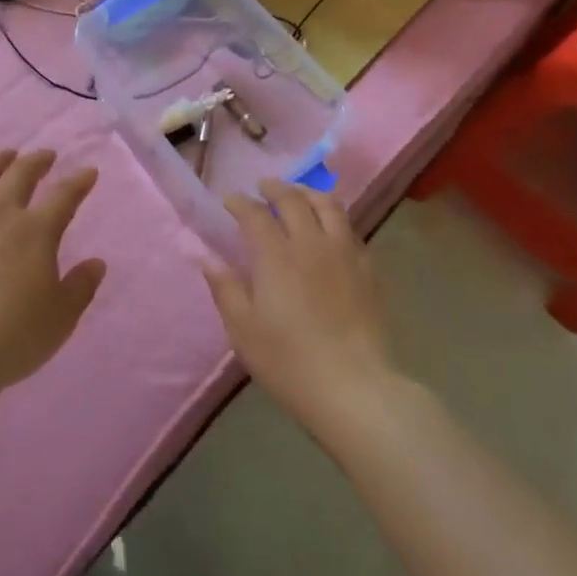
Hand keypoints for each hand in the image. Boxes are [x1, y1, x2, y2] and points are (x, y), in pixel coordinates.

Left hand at [0, 150, 106, 396]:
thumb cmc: (13, 336)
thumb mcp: (61, 318)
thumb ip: (81, 287)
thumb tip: (96, 263)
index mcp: (36, 232)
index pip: (64, 196)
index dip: (79, 181)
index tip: (88, 171)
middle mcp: (0, 215)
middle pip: (20, 174)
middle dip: (37, 160)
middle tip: (46, 155)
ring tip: (4, 157)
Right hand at [205, 180, 396, 436]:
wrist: (354, 388)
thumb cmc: (289, 361)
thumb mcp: (243, 330)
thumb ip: (225, 289)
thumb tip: (208, 258)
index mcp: (275, 255)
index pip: (254, 214)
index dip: (240, 203)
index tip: (229, 200)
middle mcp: (311, 243)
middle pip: (293, 200)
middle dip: (274, 188)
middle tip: (263, 187)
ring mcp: (344, 253)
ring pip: (328, 206)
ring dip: (308, 193)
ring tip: (298, 195)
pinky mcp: (368, 270)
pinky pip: (350, 229)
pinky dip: (334, 218)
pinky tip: (330, 229)